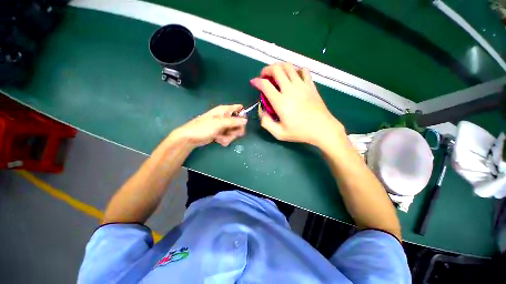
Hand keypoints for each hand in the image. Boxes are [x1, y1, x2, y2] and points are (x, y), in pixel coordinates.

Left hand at [170, 105, 246, 147]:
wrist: (190, 138)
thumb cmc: (203, 128)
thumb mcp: (219, 123)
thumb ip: (234, 121)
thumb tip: (246, 120)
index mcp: (225, 110)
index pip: (239, 109)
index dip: (242, 115)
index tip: (241, 124)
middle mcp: (225, 117)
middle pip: (239, 123)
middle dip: (235, 130)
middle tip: (230, 133)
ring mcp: (223, 126)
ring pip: (234, 132)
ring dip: (229, 137)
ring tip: (220, 138)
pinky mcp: (221, 133)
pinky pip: (229, 136)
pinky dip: (225, 139)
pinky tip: (218, 140)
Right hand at [251, 62, 344, 146]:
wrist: (322, 129)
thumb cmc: (300, 132)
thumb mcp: (279, 133)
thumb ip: (266, 123)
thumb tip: (262, 111)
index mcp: (281, 102)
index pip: (265, 85)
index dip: (257, 81)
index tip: (253, 82)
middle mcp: (290, 90)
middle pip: (276, 69)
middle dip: (267, 69)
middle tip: (264, 77)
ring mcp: (302, 86)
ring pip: (289, 66)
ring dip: (279, 67)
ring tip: (277, 75)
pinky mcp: (311, 85)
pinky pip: (303, 70)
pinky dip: (296, 70)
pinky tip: (293, 77)